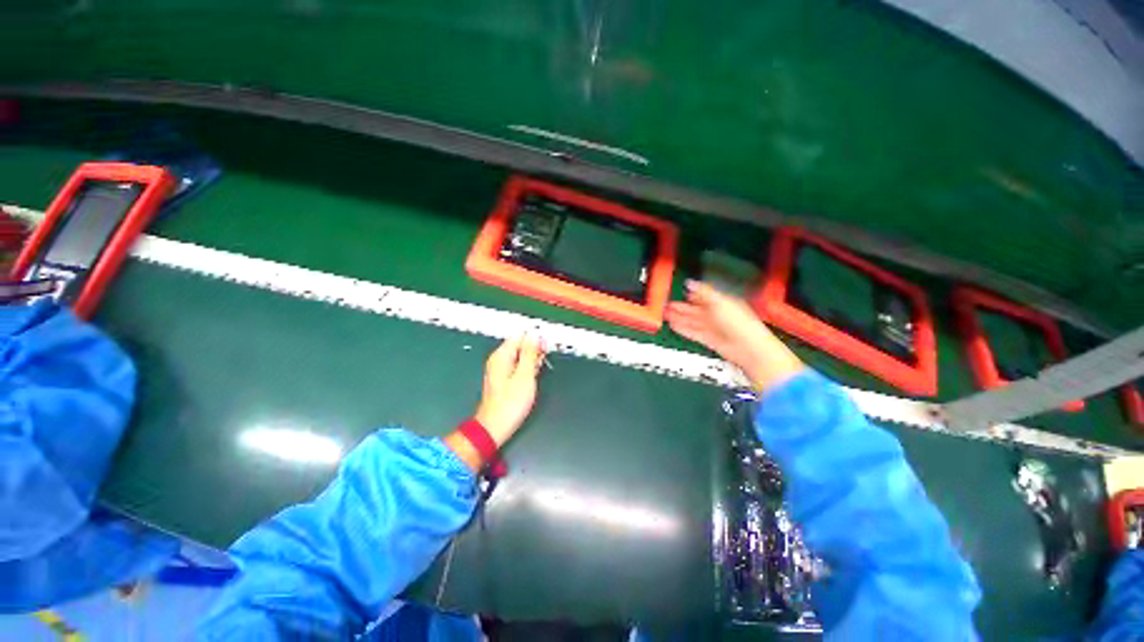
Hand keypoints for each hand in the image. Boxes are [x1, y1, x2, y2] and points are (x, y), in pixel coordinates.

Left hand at [474, 334, 544, 444]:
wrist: (495, 427)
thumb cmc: (510, 403)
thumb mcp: (525, 375)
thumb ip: (530, 353)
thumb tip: (534, 335)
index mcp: (501, 355)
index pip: (520, 335)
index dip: (535, 339)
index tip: (545, 347)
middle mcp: (499, 360)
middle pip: (520, 345)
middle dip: (534, 350)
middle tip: (541, 362)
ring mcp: (500, 369)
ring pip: (520, 356)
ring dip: (532, 360)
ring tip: (537, 372)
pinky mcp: (504, 379)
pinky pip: (518, 366)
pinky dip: (527, 369)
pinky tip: (532, 378)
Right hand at [666, 280, 803, 391]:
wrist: (748, 348)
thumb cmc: (739, 323)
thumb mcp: (719, 302)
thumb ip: (703, 292)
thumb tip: (690, 282)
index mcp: (723, 302)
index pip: (704, 296)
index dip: (692, 293)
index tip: (679, 290)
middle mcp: (717, 314)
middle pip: (696, 309)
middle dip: (681, 307)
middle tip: (666, 304)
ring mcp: (713, 327)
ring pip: (692, 321)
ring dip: (679, 317)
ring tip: (665, 314)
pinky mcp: (709, 340)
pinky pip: (693, 332)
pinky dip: (683, 329)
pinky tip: (674, 326)